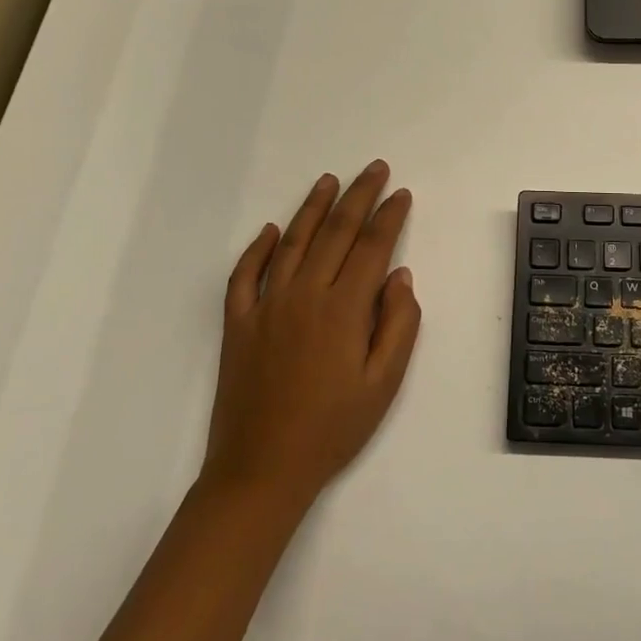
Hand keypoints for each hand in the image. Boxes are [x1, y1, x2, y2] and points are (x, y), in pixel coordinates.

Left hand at [206, 161, 420, 505]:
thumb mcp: (384, 384)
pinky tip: (269, 231)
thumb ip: (398, 324)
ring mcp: (266, 306)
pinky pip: (245, 275)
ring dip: (313, 208)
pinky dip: (256, 249)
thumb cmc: (333, 429)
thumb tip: (399, 274)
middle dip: (359, 196)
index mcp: (343, 309)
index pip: (372, 246)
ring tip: (329, 181)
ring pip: (292, 242)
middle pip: (336, 232)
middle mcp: (305, 295)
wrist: (261, 470)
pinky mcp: (238, 323)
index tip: (402, 194)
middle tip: (375, 169)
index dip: (389, 216)